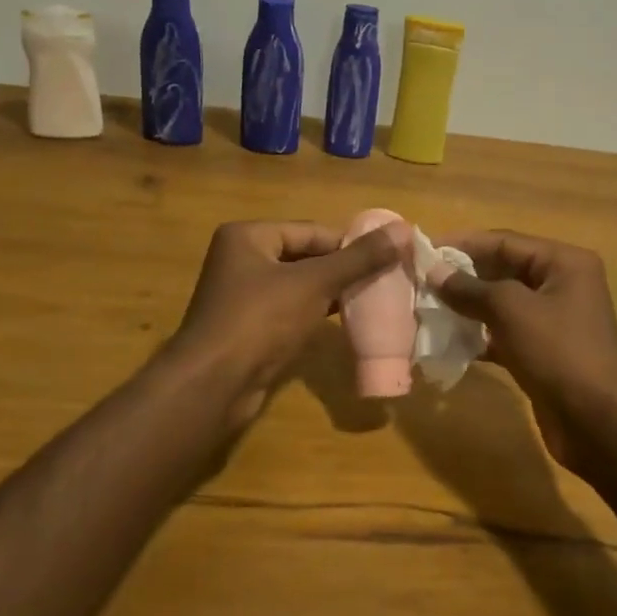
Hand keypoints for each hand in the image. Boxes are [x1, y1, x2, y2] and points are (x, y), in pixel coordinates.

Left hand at [167, 219, 404, 429]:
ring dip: (332, 292)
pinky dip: (316, 313)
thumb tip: (403, 230)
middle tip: (385, 280)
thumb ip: (359, 258)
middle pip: (306, 256)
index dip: (351, 244)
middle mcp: (241, 259)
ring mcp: (243, 296)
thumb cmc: (261, 320)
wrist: (213, 385)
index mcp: (248, 236)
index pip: (312, 231)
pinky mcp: (249, 328)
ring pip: (299, 286)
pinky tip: (345, 321)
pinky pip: (291, 311)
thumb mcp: (315, 283)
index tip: (388, 258)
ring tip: (373, 299)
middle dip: (343, 269)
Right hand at [431, 230, 616, 473]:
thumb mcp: (511, 311)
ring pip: (502, 304)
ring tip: (428, 308)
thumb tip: (434, 272)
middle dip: (463, 276)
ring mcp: (554, 320)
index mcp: (564, 262)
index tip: (424, 250)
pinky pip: (505, 333)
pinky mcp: (543, 351)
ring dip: (467, 306)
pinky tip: (448, 342)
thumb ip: (470, 289)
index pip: (505, 242)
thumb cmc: (558, 352)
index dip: (463, 244)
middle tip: (421, 281)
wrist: (597, 422)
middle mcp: (561, 284)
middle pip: (503, 270)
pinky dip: (479, 335)